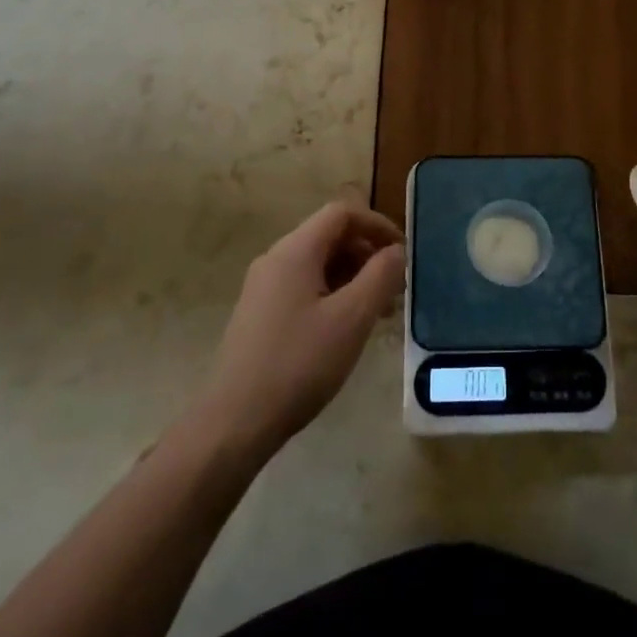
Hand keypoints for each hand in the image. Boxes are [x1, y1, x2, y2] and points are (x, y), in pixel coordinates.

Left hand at [199, 201, 405, 457]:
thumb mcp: (352, 318)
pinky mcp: (260, 314)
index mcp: (295, 250)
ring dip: (353, 278)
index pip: (342, 213)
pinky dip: (333, 295)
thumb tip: (397, 251)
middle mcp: (276, 259)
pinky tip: (346, 330)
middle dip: (367, 255)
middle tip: (395, 288)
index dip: (377, 225)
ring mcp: (264, 287)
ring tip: (378, 314)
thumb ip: (381, 276)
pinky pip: (304, 287)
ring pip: (318, 264)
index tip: (403, 253)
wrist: (234, 422)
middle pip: (330, 236)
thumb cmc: (299, 363)